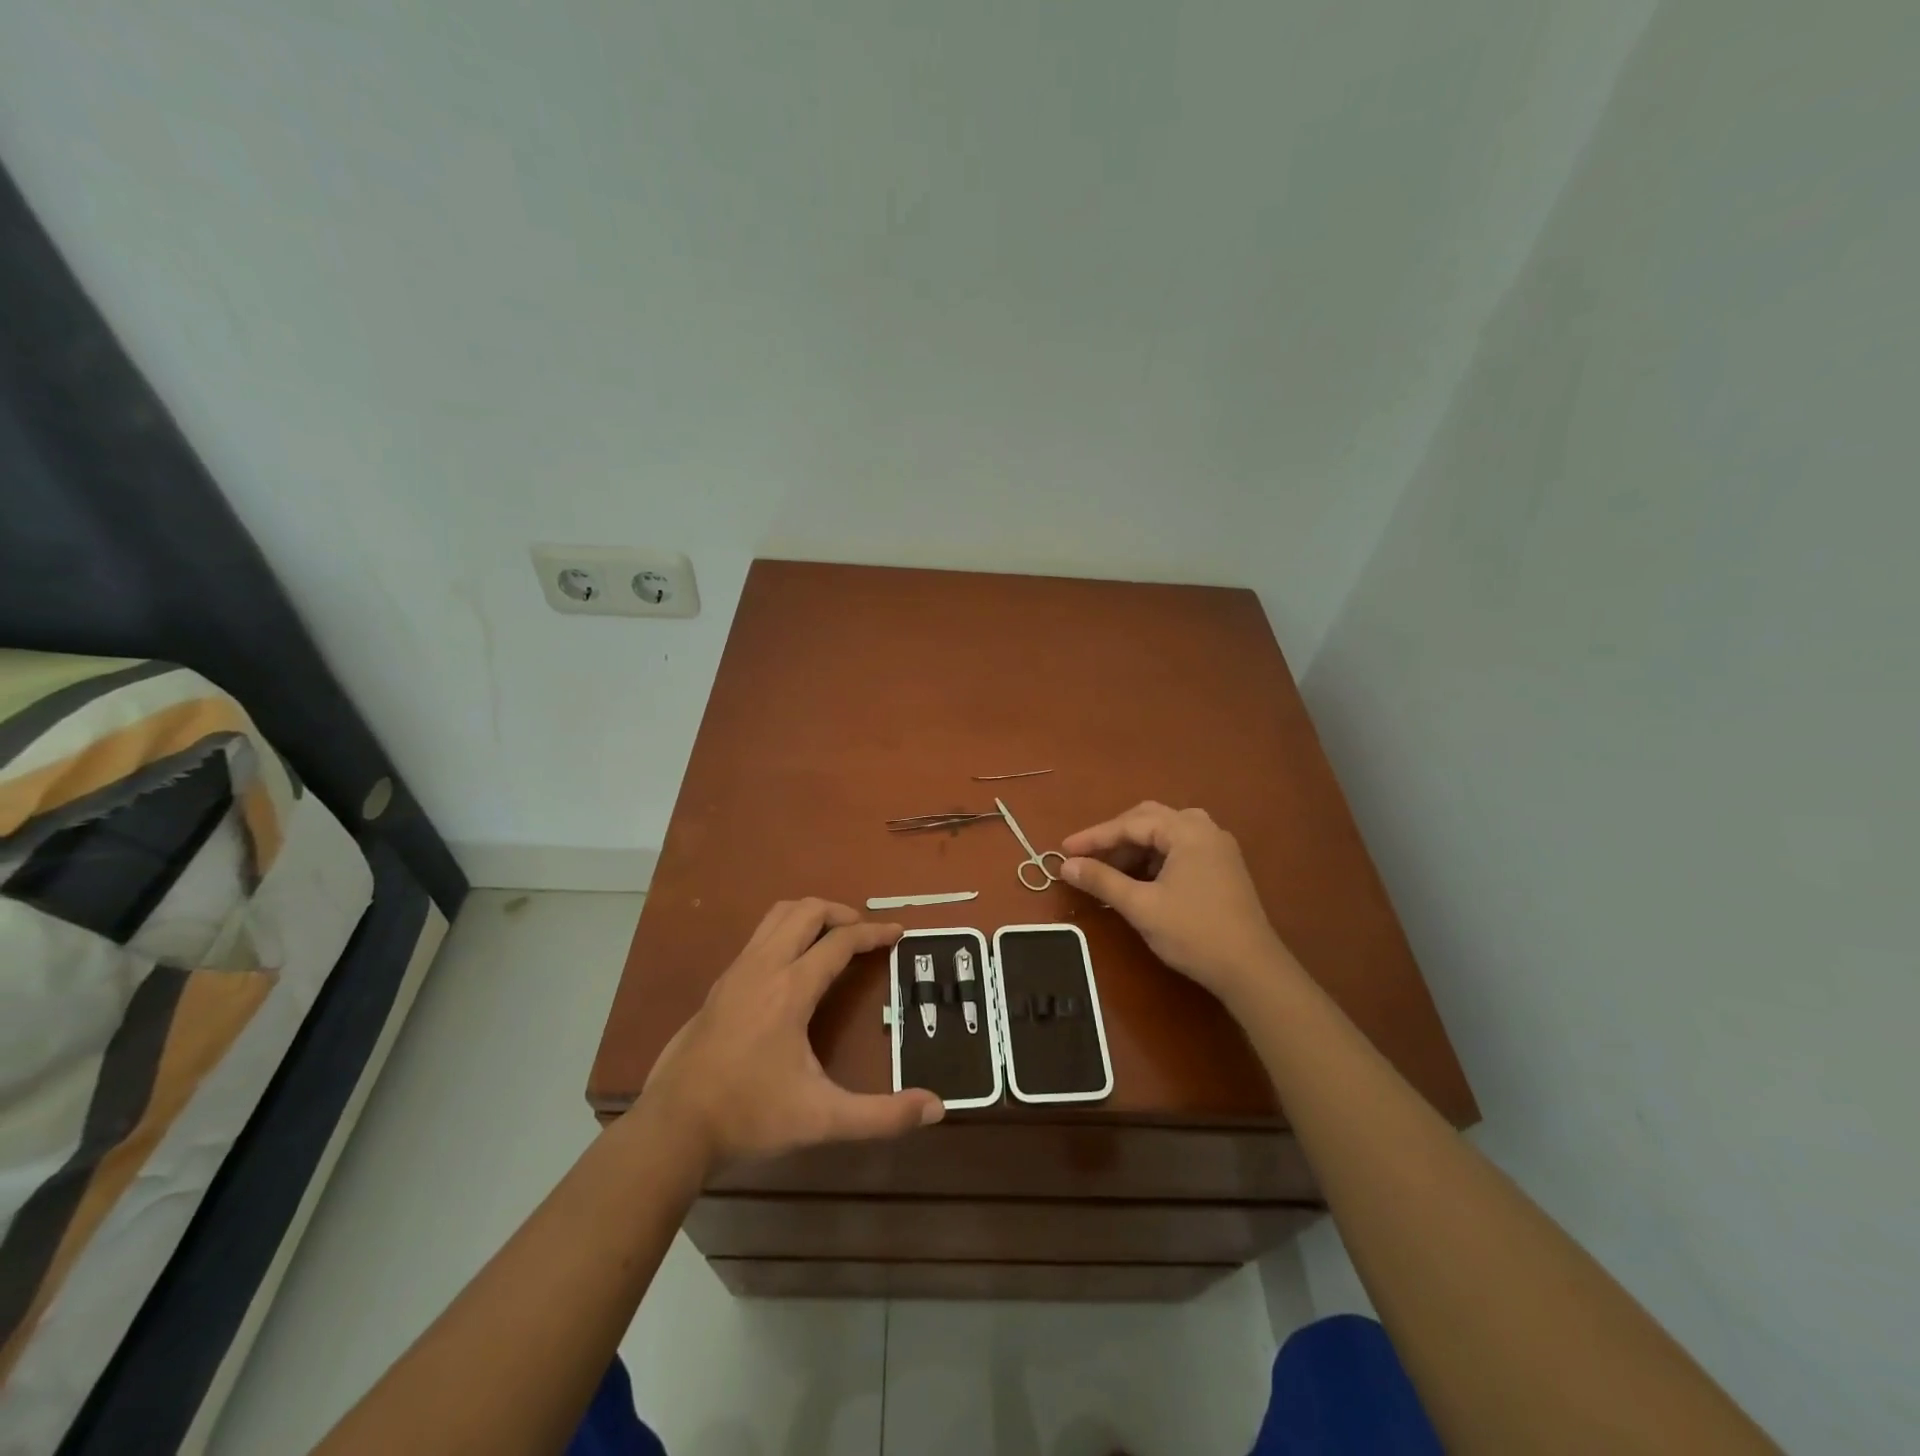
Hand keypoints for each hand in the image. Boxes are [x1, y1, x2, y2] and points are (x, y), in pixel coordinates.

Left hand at [642, 899, 943, 1167]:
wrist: (673, 1127)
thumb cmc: (750, 1116)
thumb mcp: (822, 1119)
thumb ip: (882, 1115)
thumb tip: (937, 1107)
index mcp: (790, 989)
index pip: (840, 942)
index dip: (873, 933)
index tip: (897, 932)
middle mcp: (763, 967)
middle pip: (806, 911)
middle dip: (841, 913)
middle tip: (865, 934)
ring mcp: (736, 972)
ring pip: (777, 916)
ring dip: (810, 916)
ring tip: (833, 939)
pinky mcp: (720, 985)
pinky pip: (759, 936)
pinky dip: (786, 932)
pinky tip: (793, 966)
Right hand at [1061, 802, 1291, 1005]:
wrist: (1251, 970)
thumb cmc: (1193, 933)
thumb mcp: (1141, 906)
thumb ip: (1102, 880)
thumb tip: (1067, 866)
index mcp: (1188, 831)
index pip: (1130, 824)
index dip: (1095, 837)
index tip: (1065, 850)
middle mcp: (1205, 830)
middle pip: (1149, 820)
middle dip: (1115, 837)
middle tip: (1088, 857)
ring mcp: (1218, 848)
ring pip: (1166, 834)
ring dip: (1135, 848)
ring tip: (1110, 870)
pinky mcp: (1223, 868)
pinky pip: (1180, 849)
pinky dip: (1155, 859)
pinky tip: (1140, 880)